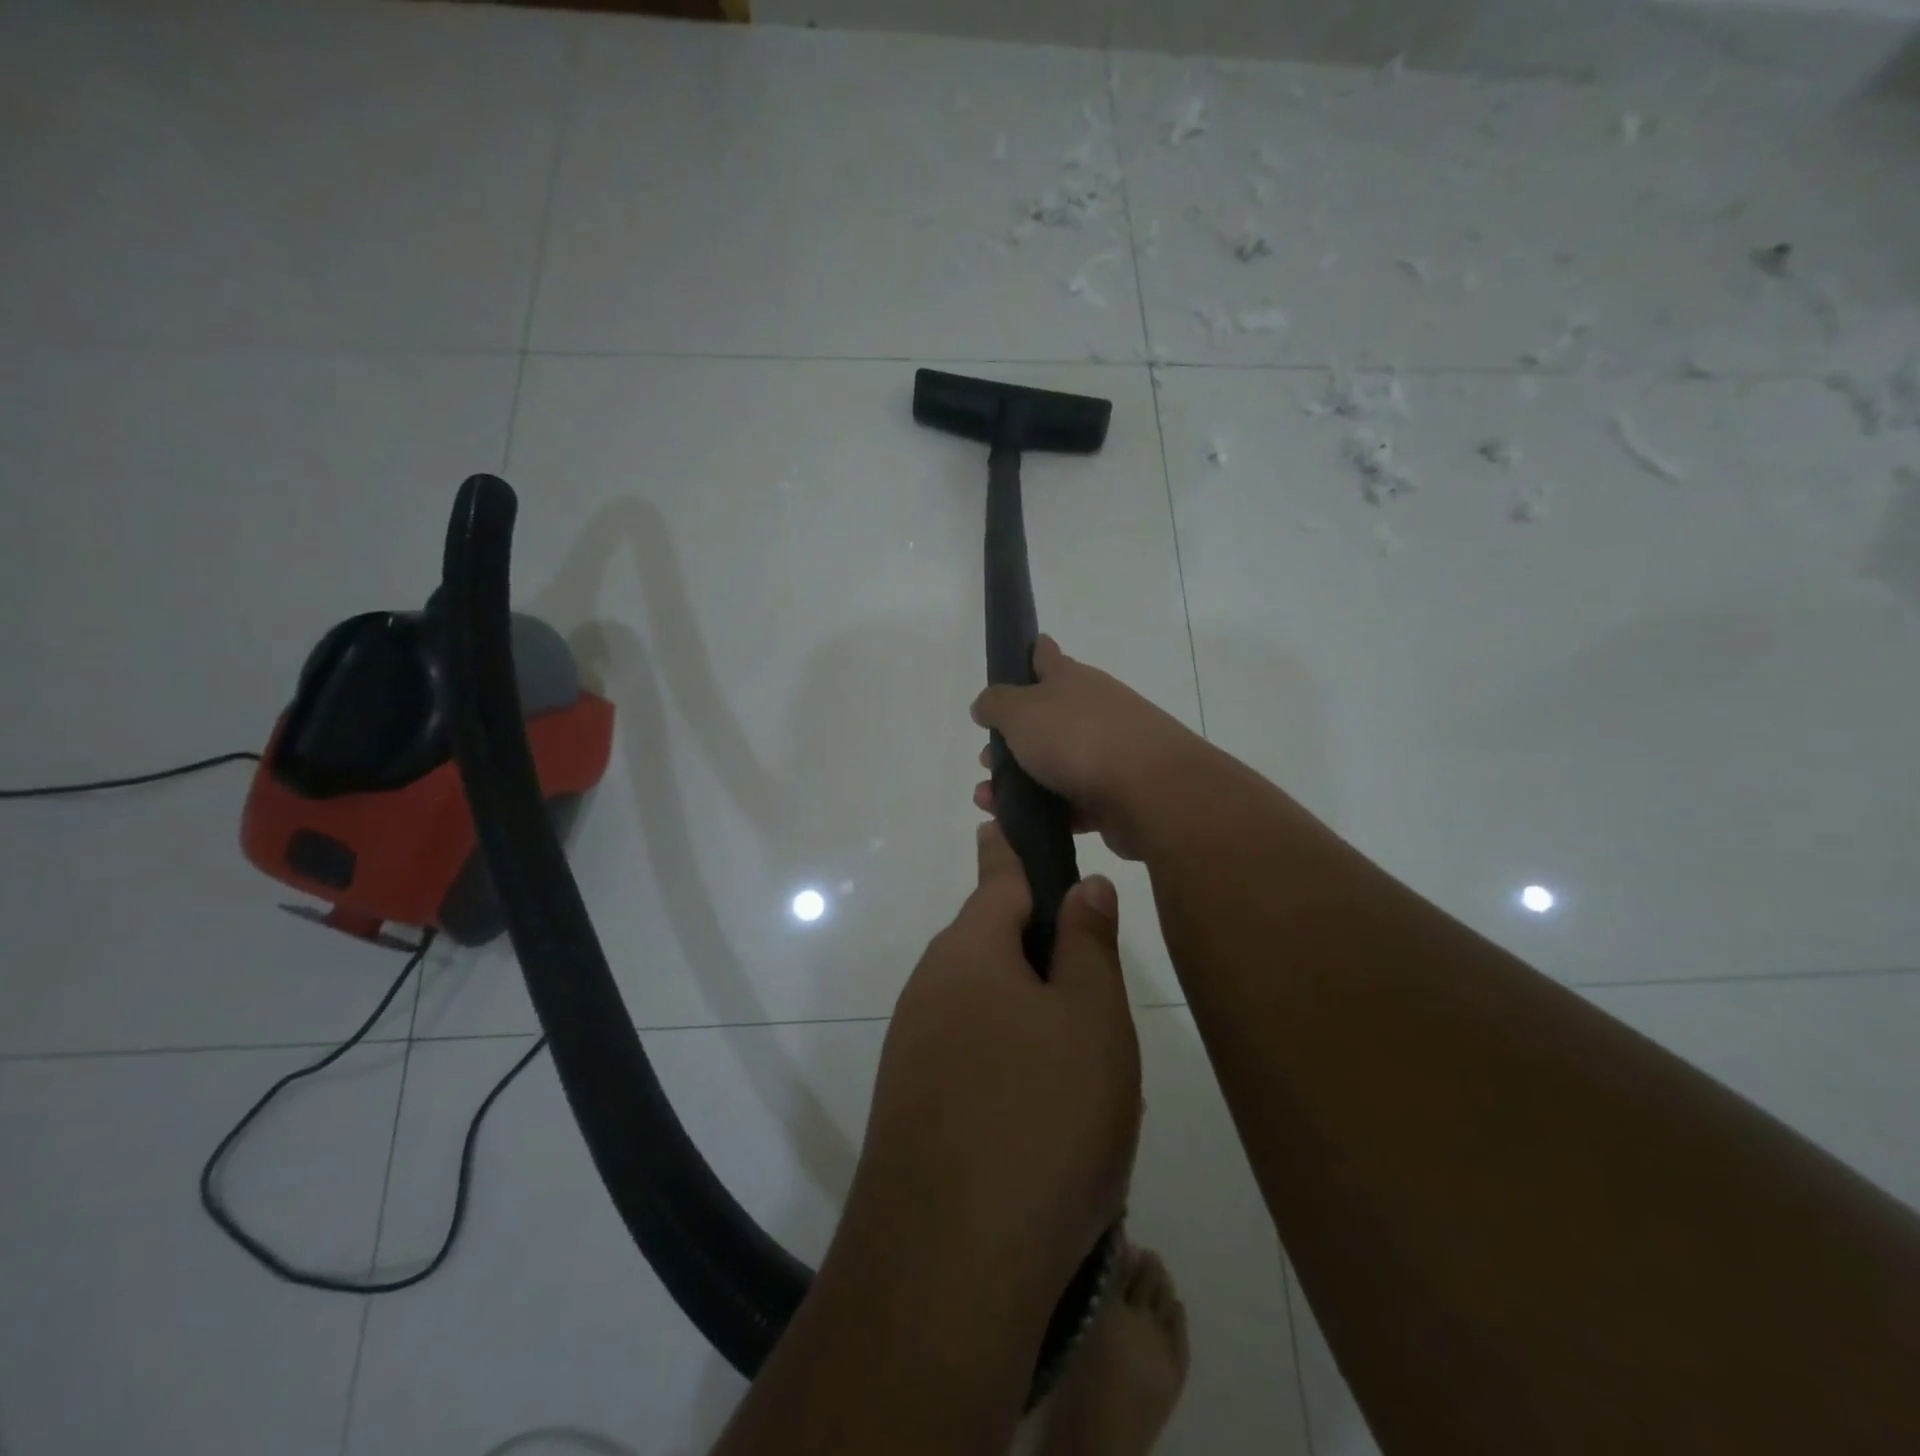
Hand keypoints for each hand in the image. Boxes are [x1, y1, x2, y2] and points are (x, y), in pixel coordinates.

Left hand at [852, 821, 1140, 1307]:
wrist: (945, 1265)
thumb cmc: (1040, 1119)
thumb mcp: (1091, 1021)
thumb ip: (1087, 944)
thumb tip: (1081, 885)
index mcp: (971, 950)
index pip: (998, 876)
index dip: (1013, 849)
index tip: (1007, 820)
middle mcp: (931, 985)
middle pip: (989, 940)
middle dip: (1034, 943)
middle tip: (1092, 977)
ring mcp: (913, 1045)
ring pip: (980, 1001)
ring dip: (1024, 1009)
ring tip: (1079, 1056)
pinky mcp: (910, 1101)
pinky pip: (967, 1053)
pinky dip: (1005, 1058)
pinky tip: (1039, 1109)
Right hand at [970, 636, 1205, 860]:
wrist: (1150, 792)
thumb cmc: (1078, 738)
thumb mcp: (1021, 711)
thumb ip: (996, 704)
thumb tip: (985, 704)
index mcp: (1071, 680)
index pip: (1046, 656)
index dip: (1030, 654)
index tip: (1014, 662)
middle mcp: (1092, 711)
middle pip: (1046, 718)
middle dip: (1012, 738)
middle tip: (986, 758)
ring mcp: (1108, 754)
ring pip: (1054, 764)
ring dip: (1019, 781)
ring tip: (988, 800)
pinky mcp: (1115, 796)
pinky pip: (1070, 802)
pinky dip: (1044, 811)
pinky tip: (1018, 824)